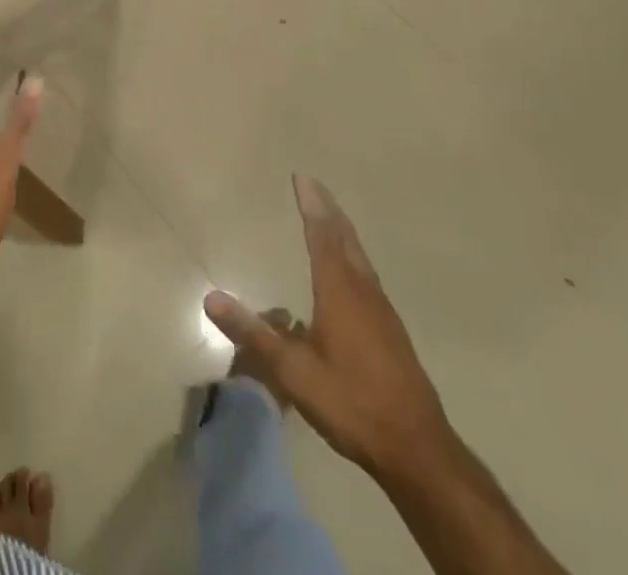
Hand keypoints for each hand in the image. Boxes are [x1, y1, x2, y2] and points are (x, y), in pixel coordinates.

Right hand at [205, 175, 454, 483]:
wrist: (417, 449)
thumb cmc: (351, 401)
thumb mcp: (292, 371)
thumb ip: (253, 332)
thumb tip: (210, 298)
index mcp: (339, 291)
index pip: (321, 236)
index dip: (312, 205)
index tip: (303, 177)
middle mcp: (363, 291)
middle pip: (345, 239)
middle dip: (329, 210)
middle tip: (315, 186)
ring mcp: (382, 311)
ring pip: (360, 257)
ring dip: (343, 231)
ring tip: (331, 217)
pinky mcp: (392, 331)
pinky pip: (367, 275)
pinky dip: (353, 256)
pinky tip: (350, 274)